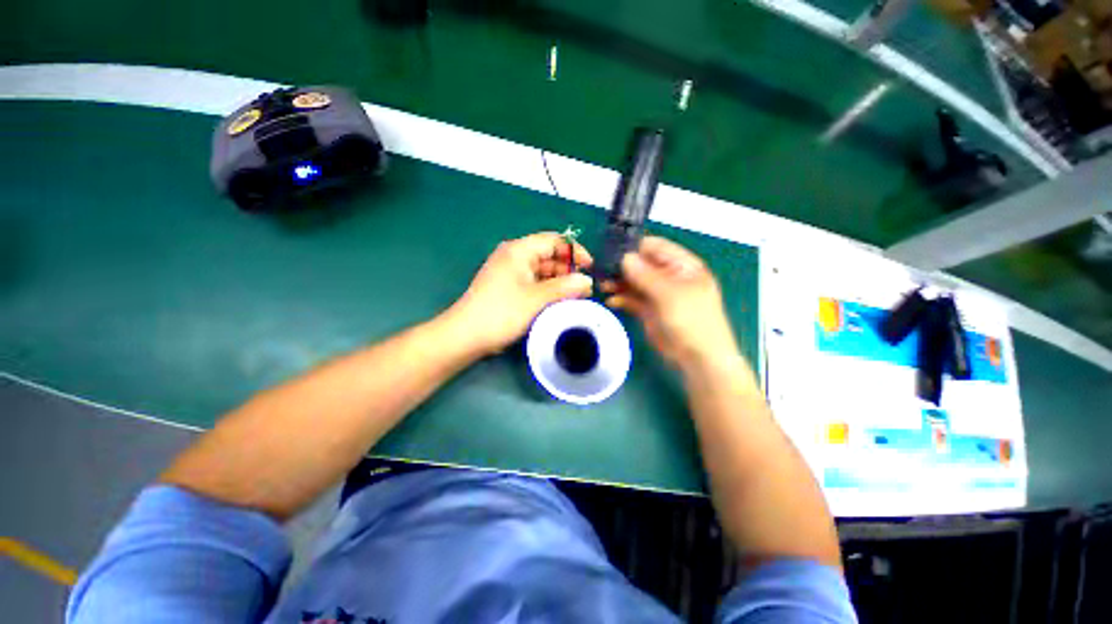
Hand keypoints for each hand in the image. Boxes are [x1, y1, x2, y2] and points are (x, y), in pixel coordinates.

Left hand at [447, 232, 593, 355]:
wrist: (466, 335)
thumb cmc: (502, 312)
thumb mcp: (536, 299)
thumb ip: (564, 287)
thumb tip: (587, 281)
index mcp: (519, 250)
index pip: (554, 240)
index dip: (574, 251)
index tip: (590, 267)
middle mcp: (515, 256)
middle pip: (549, 256)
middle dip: (568, 270)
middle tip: (585, 289)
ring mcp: (511, 272)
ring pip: (542, 271)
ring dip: (559, 282)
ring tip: (575, 298)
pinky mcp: (509, 287)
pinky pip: (534, 283)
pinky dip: (548, 290)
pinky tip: (559, 302)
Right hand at [604, 236, 737, 369]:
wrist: (697, 359)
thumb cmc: (692, 321)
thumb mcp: (670, 294)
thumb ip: (646, 275)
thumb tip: (624, 257)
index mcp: (682, 266)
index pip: (656, 247)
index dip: (635, 247)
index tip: (612, 250)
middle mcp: (669, 276)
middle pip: (641, 264)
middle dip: (622, 266)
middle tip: (601, 270)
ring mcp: (658, 294)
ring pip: (634, 282)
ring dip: (618, 282)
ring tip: (602, 285)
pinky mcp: (648, 309)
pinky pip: (632, 299)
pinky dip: (621, 299)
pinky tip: (610, 301)